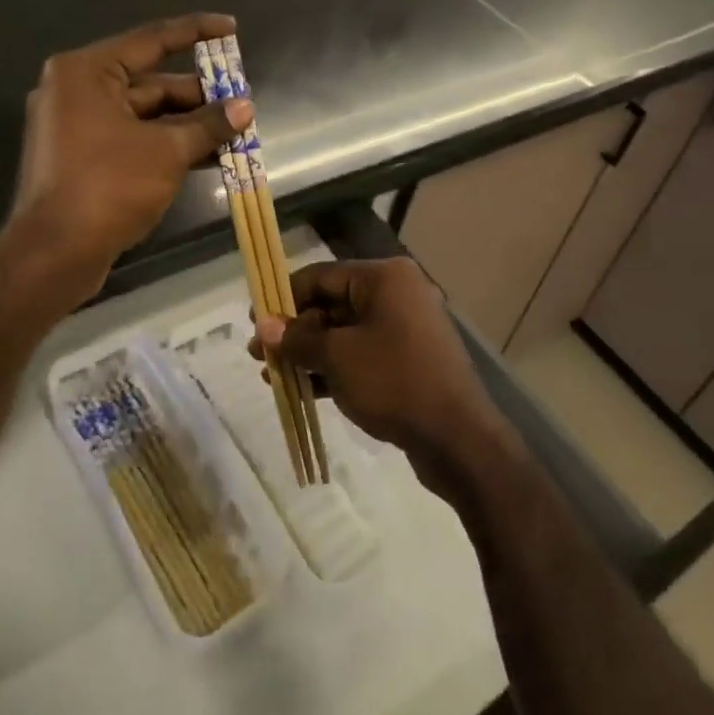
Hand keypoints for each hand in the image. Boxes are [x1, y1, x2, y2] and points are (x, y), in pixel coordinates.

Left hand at [9, 14, 251, 301]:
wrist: (53, 255)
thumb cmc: (108, 186)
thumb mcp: (167, 151)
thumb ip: (208, 124)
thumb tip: (245, 108)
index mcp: (87, 72)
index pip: (152, 39)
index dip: (196, 31)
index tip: (231, 27)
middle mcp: (78, 90)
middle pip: (151, 82)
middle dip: (199, 96)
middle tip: (242, 103)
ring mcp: (77, 125)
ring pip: (145, 114)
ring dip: (189, 124)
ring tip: (235, 133)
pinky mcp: (83, 157)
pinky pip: (133, 138)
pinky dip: (167, 144)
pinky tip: (208, 156)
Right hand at [253, 258, 513, 497]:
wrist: (458, 439)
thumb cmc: (395, 382)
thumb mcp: (338, 357)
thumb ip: (298, 338)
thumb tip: (263, 325)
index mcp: (384, 278)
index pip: (321, 276)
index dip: (284, 297)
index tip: (254, 320)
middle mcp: (396, 293)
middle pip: (332, 303)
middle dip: (294, 330)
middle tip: (259, 354)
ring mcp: (404, 327)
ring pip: (344, 332)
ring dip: (309, 352)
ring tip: (271, 375)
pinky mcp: (407, 359)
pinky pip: (361, 354)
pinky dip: (333, 367)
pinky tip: (301, 389)